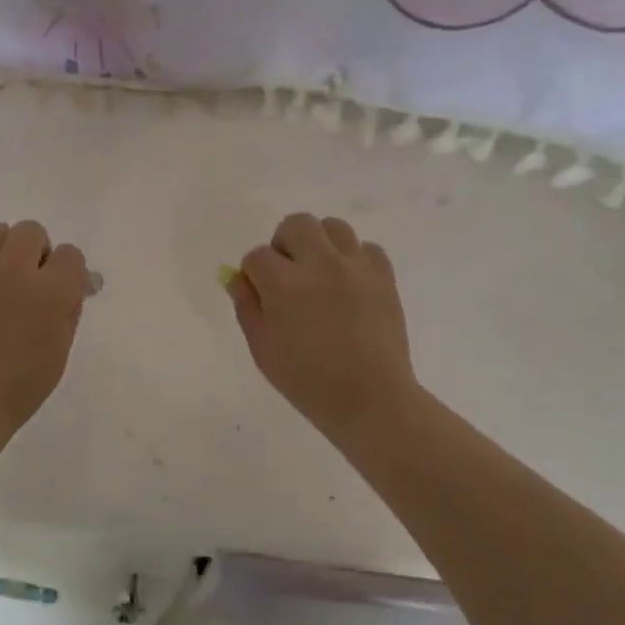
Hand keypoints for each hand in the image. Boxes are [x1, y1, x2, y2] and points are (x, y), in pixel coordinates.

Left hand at [0, 220, 91, 443]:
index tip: (62, 289)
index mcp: (52, 292)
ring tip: (0, 281)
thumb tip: (78, 281)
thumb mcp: (61, 347)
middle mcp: (16, 270)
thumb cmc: (22, 384)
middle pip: (31, 231)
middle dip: (36, 252)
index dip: (69, 271)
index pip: (71, 254)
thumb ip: (70, 306)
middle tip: (30, 282)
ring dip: (4, 251)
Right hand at [228, 213, 417, 442]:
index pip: (257, 256)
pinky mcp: (384, 277)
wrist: (370, 399)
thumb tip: (240, 279)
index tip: (260, 294)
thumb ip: (247, 307)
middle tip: (287, 274)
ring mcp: (356, 268)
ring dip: (319, 244)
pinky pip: (366, 248)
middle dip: (283, 244)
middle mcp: (321, 265)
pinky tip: (348, 284)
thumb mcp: (262, 348)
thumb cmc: (307, 381)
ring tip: (319, 274)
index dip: (253, 274)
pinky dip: (353, 259)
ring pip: (333, 226)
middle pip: (296, 224)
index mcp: (286, 285)